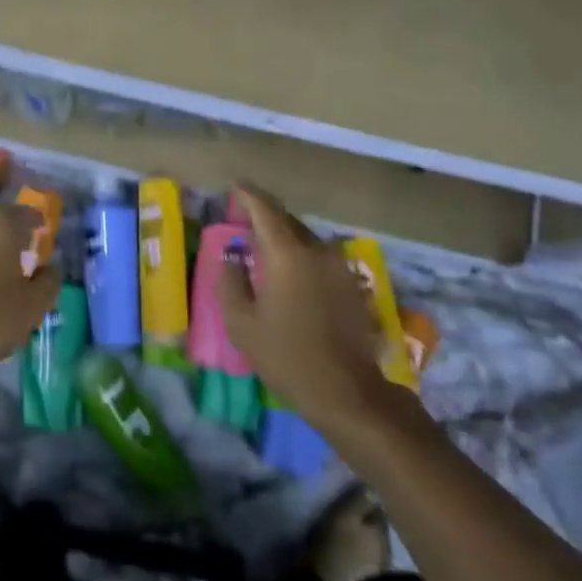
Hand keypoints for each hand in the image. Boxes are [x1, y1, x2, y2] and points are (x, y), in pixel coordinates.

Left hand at [0, 204, 59, 382]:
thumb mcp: (37, 302)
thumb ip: (50, 279)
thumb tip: (49, 268)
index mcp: (1, 228)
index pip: (24, 213)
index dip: (36, 221)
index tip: (44, 231)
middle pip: (0, 229)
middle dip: (15, 241)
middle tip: (28, 261)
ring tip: (7, 283)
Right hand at [217, 184, 402, 429]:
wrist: (346, 392)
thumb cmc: (286, 355)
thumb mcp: (241, 322)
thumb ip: (229, 282)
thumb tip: (230, 259)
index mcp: (287, 253)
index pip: (265, 208)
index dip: (247, 195)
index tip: (234, 188)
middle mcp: (316, 250)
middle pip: (287, 221)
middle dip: (265, 217)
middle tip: (243, 222)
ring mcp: (339, 267)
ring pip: (306, 239)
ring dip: (284, 238)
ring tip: (264, 251)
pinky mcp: (352, 285)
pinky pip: (320, 258)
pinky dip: (301, 257)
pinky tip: (290, 277)